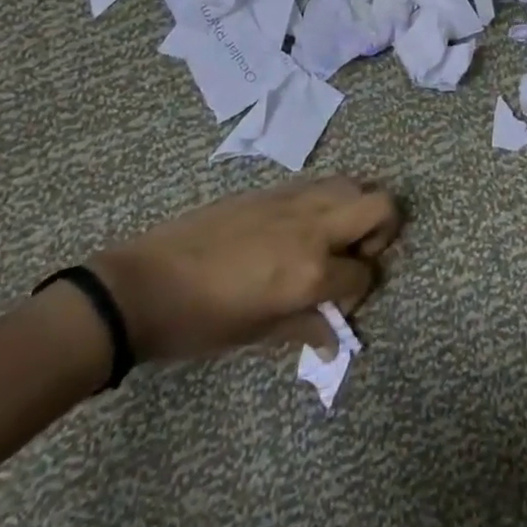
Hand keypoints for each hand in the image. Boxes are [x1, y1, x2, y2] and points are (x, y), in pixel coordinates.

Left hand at [89, 177, 399, 363]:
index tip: (335, 307)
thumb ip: (304, 328)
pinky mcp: (274, 188)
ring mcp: (295, 201)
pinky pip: (320, 184)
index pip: (364, 275)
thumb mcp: (256, 334)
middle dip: (383, 233)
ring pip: (354, 185)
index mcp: (311, 271)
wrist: (143, 284)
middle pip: (381, 206)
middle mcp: (314, 226)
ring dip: (355, 211)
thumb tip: (335, 341)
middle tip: (354, 258)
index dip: (358, 295)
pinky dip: (327, 202)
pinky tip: (298, 230)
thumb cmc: (200, 322)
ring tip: (330, 241)